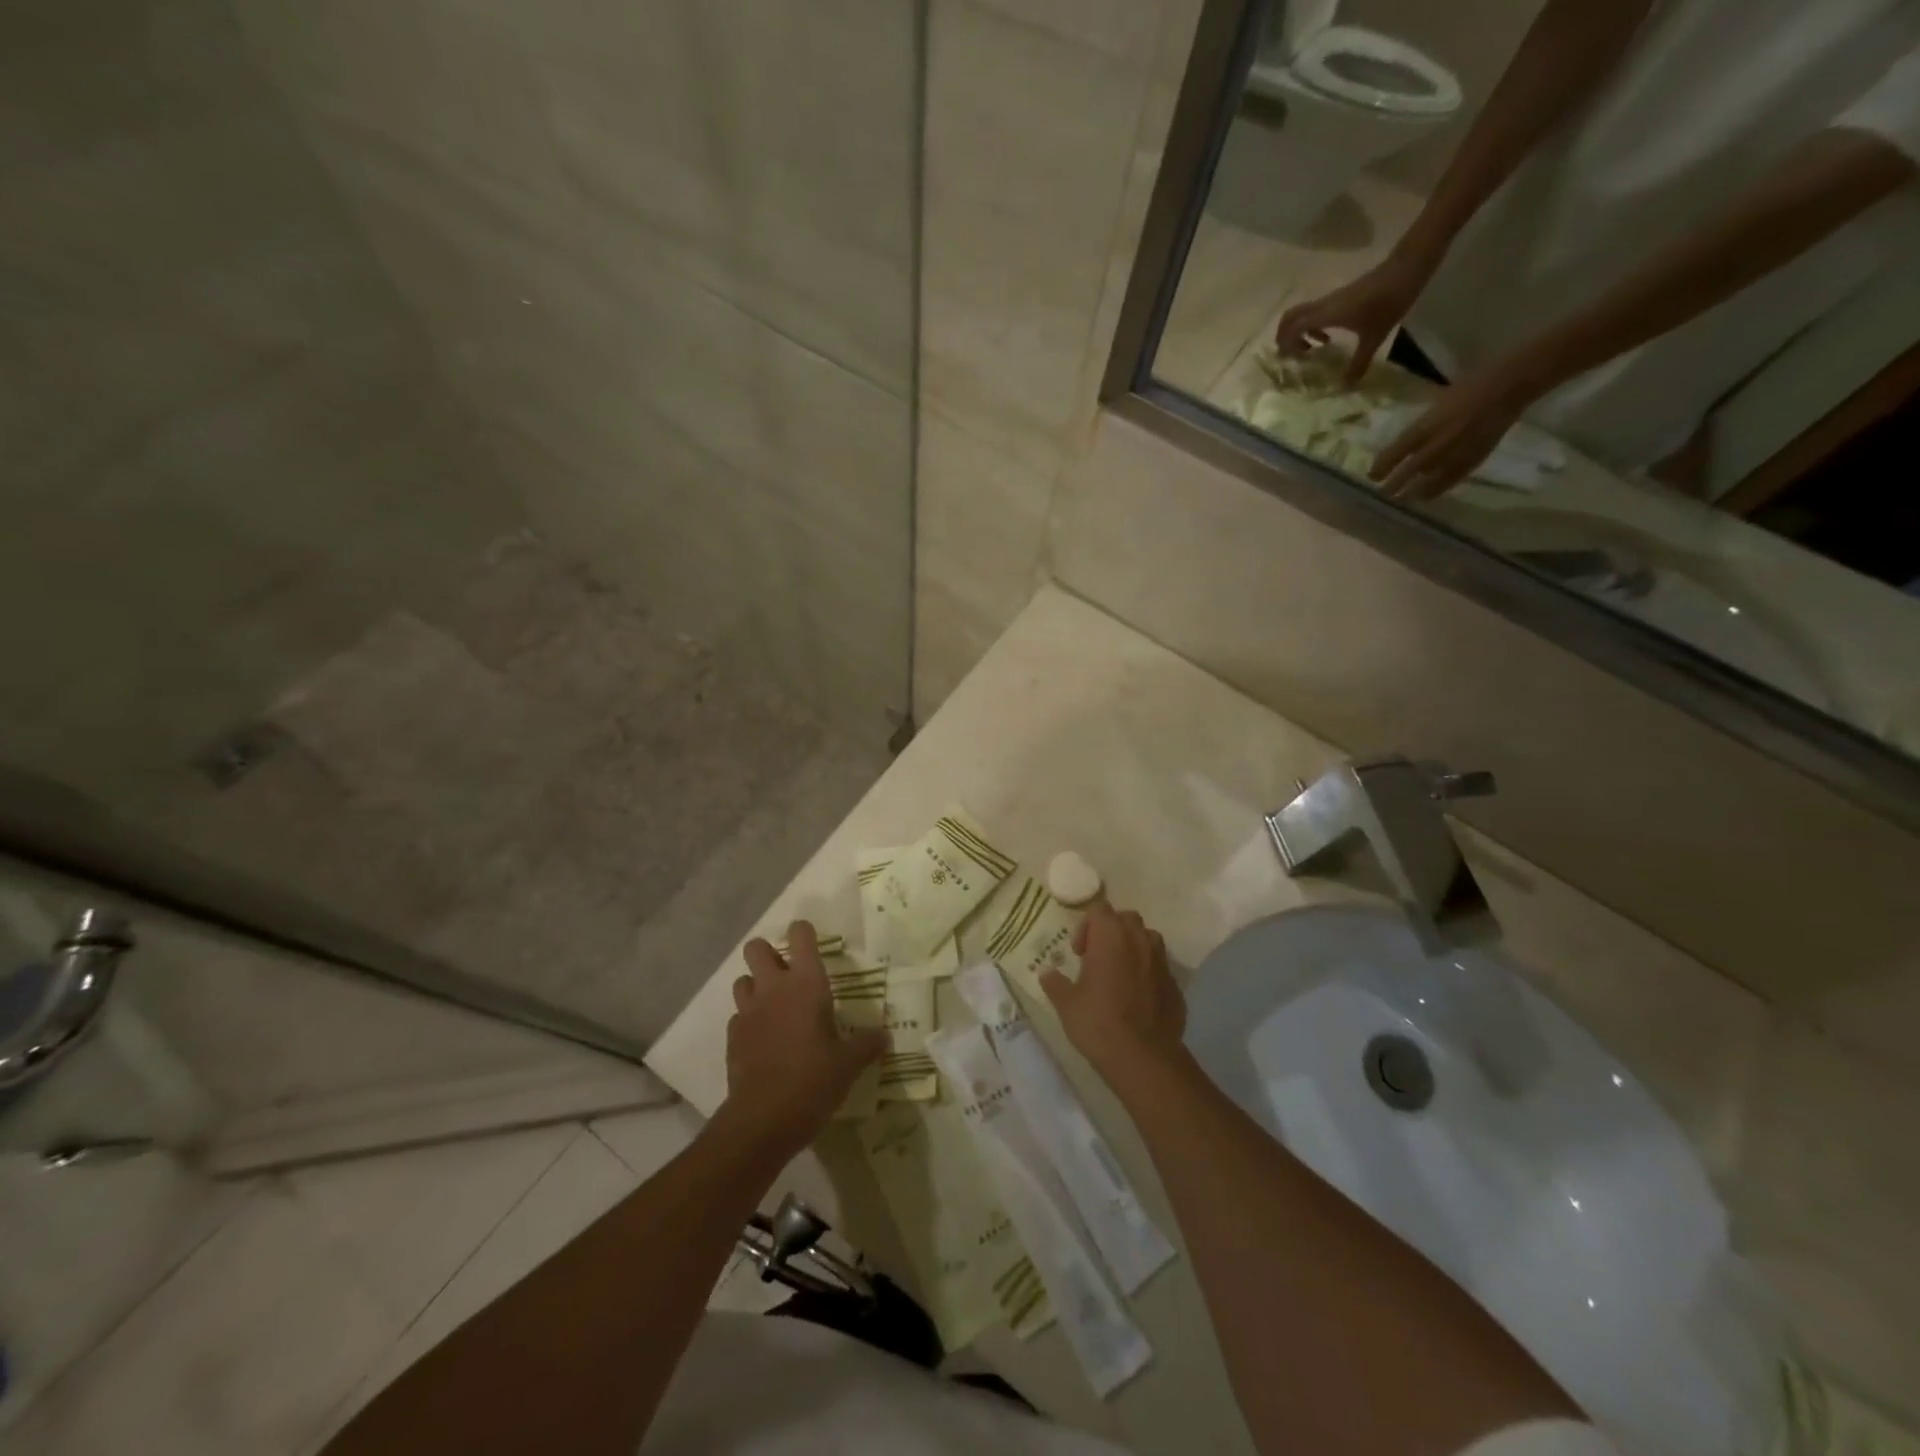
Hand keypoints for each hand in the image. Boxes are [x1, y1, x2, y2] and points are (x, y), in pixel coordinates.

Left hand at [721, 921, 885, 1155]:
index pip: (800, 936)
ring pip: (742, 979)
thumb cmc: (813, 1081)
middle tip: (787, 973)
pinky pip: (738, 1016)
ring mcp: (748, 1012)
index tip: (812, 942)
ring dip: (755, 986)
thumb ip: (867, 1044)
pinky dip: (748, 1021)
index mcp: (806, 984)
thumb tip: (886, 1036)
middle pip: (757, 948)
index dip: (804, 932)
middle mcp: (774, 989)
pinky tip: (763, 1039)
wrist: (763, 1119)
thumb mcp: (849, 1064)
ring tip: (774, 1005)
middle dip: (768, 953)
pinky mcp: (733, 1037)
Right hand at [1040, 902, 1185, 1083]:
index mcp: (1111, 936)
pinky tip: (1138, 998)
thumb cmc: (1098, 1022)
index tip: (1080, 952)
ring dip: (1133, 948)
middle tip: (1098, 958)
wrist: (1143, 1057)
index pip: (1099, 909)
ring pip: (1147, 939)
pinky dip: (1148, 973)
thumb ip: (1055, 982)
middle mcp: (1139, 940)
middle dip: (1112, 931)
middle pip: (1126, 919)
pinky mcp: (1176, 984)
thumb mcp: (1067, 1004)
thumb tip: (1046, 971)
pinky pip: (1159, 967)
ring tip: (1120, 974)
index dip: (1086, 926)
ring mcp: (1162, 961)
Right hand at [1274, 252, 1431, 386]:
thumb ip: (1359, 363)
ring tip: (1312, 349)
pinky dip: (1312, 326)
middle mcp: (1323, 306)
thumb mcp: (1375, 337)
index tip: (1293, 362)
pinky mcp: (1340, 296)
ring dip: (1299, 332)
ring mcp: (1331, 299)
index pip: (1292, 328)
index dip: (1286, 345)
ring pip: (1301, 314)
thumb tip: (1346, 387)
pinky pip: (1315, 312)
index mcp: (1326, 314)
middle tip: (1295, 356)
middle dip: (1285, 337)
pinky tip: (1328, 337)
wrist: (1408, 268)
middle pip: (1290, 317)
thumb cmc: (1388, 302)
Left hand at [1370, 362, 1542, 500]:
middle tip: (1383, 494)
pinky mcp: (1470, 463)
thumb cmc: (1468, 389)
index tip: (1372, 476)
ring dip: (1410, 494)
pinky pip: (1446, 484)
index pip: (1393, 455)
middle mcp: (1435, 446)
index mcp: (1423, 428)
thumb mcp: (1434, 407)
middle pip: (1404, 475)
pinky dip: (1433, 492)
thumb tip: (1402, 447)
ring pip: (1423, 486)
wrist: (1507, 387)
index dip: (1380, 469)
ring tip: (1402, 498)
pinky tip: (1425, 496)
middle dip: (1391, 487)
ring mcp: (1453, 457)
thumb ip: (1419, 429)